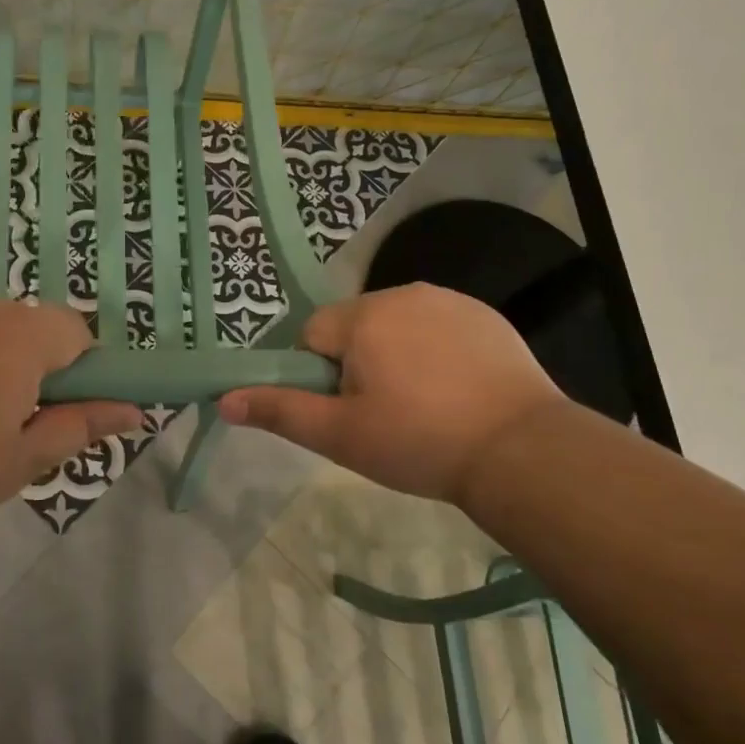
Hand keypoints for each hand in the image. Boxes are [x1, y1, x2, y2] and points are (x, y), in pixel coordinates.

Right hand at [218, 283, 566, 504]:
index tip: (348, 410)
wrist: (521, 450)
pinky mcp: (483, 314)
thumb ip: (280, 410)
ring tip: (424, 405)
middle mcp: (402, 293)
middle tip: (384, 414)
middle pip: (353, 325)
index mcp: (363, 317)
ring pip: (395, 324)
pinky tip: (457, 389)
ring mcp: (448, 300)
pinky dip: (435, 350)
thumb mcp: (340, 435)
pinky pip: (437, 325)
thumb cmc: (419, 442)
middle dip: (357, 362)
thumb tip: (224, 398)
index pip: (312, 334)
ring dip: (396, 354)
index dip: (320, 375)